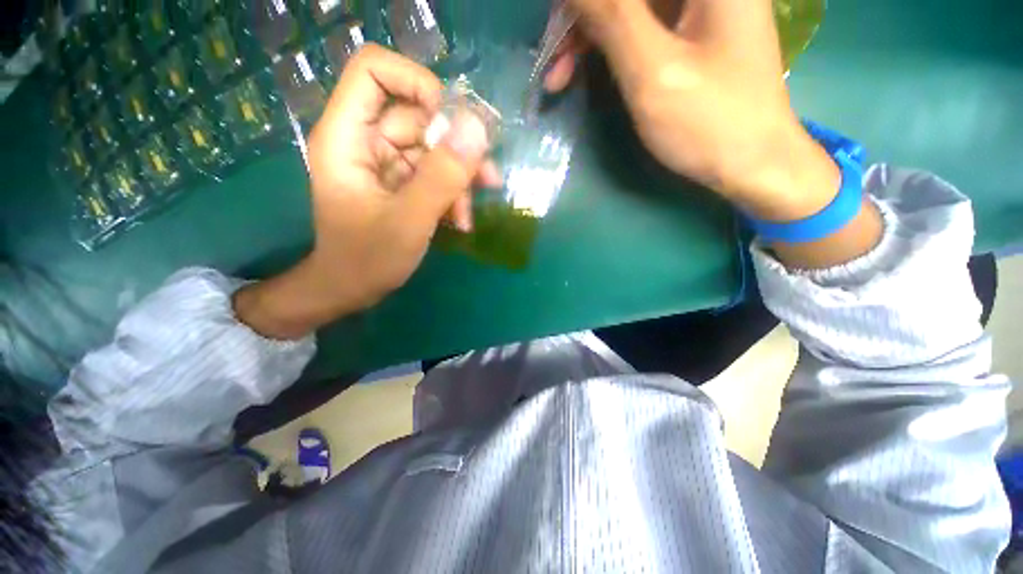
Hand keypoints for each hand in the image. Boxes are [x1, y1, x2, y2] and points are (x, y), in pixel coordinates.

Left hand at [235, 45, 499, 339]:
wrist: (352, 289)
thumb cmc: (368, 259)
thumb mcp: (409, 220)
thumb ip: (442, 176)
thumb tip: (477, 128)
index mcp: (348, 136)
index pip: (374, 71)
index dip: (417, 83)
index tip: (450, 122)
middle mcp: (366, 141)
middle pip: (417, 115)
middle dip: (454, 147)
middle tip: (484, 178)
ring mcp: (386, 163)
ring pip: (433, 148)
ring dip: (460, 176)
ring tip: (470, 211)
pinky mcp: (401, 182)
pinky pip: (434, 172)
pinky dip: (453, 192)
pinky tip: (462, 219)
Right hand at [547, 0, 881, 267]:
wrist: (753, 162)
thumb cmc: (709, 121)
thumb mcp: (653, 70)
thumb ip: (611, 16)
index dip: (581, 1)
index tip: (555, 27)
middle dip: (582, 17)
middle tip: (552, 60)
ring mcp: (699, 5)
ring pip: (627, 6)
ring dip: (588, 34)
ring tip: (558, 76)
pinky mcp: (689, 31)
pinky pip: (637, 24)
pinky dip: (607, 46)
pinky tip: (585, 70)